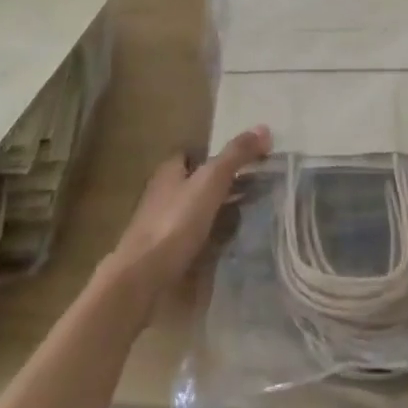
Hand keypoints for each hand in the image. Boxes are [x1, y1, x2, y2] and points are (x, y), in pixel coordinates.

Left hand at [104, 126, 270, 302]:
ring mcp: (161, 227)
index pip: (191, 155)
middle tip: (255, 190)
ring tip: (249, 219)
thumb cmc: (175, 222)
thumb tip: (264, 128)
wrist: (143, 279)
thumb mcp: (210, 181)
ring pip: (194, 213)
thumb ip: (235, 155)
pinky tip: (229, 247)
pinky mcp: (164, 255)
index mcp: (168, 172)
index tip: (244, 160)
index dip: (215, 155)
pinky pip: (193, 241)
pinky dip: (210, 241)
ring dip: (217, 215)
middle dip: (220, 186)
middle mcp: (162, 195)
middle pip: (195, 184)